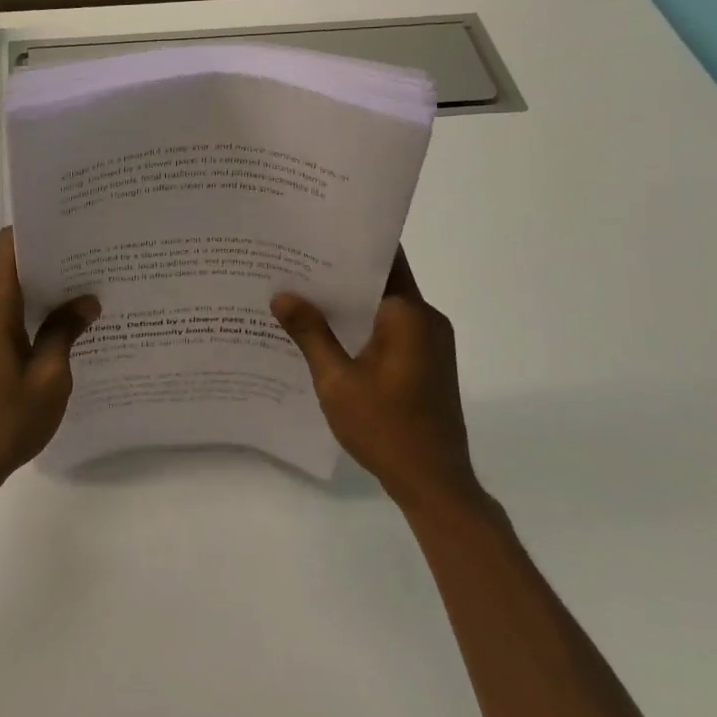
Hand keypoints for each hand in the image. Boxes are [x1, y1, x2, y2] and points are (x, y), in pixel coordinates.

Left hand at [0, 229, 99, 495]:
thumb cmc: (6, 420)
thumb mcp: (49, 377)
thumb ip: (65, 331)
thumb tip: (87, 300)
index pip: (10, 246)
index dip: (39, 231)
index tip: (73, 229)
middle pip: (13, 267)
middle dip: (51, 264)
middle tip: (95, 264)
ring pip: (9, 293)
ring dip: (42, 293)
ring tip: (86, 294)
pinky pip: (1, 315)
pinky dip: (28, 315)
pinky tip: (60, 327)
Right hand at [271, 249, 478, 511]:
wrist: (435, 485)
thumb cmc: (386, 428)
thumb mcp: (336, 381)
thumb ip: (310, 333)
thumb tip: (282, 294)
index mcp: (409, 315)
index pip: (383, 259)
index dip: (349, 243)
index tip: (314, 232)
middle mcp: (426, 319)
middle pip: (382, 280)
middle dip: (340, 272)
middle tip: (294, 262)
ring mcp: (431, 342)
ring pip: (385, 306)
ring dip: (350, 301)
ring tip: (302, 293)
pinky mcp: (428, 362)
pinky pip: (391, 328)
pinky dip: (362, 324)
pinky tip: (327, 332)